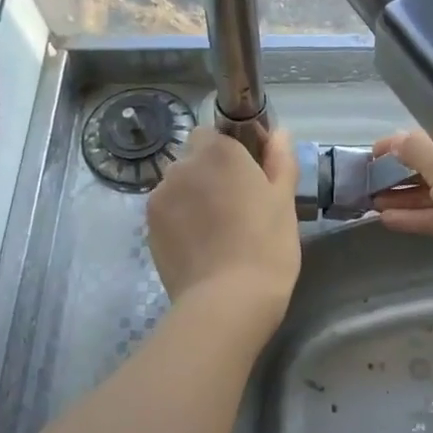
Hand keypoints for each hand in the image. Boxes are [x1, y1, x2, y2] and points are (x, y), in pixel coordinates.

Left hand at [146, 127, 300, 327]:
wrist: (227, 300)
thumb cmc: (267, 245)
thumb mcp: (284, 201)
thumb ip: (280, 160)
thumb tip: (279, 132)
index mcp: (220, 152)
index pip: (216, 133)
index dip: (232, 152)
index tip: (250, 177)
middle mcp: (182, 166)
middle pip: (194, 159)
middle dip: (209, 173)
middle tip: (237, 206)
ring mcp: (160, 197)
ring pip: (178, 186)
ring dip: (192, 197)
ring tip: (217, 231)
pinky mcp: (148, 227)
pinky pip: (167, 212)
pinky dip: (180, 221)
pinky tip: (201, 247)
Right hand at [370, 129, 432, 247]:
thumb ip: (415, 151)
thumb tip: (394, 140)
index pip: (426, 139)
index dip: (398, 145)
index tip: (371, 154)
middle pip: (425, 167)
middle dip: (396, 174)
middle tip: (366, 182)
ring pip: (428, 193)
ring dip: (400, 197)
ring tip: (369, 202)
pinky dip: (412, 217)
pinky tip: (385, 219)